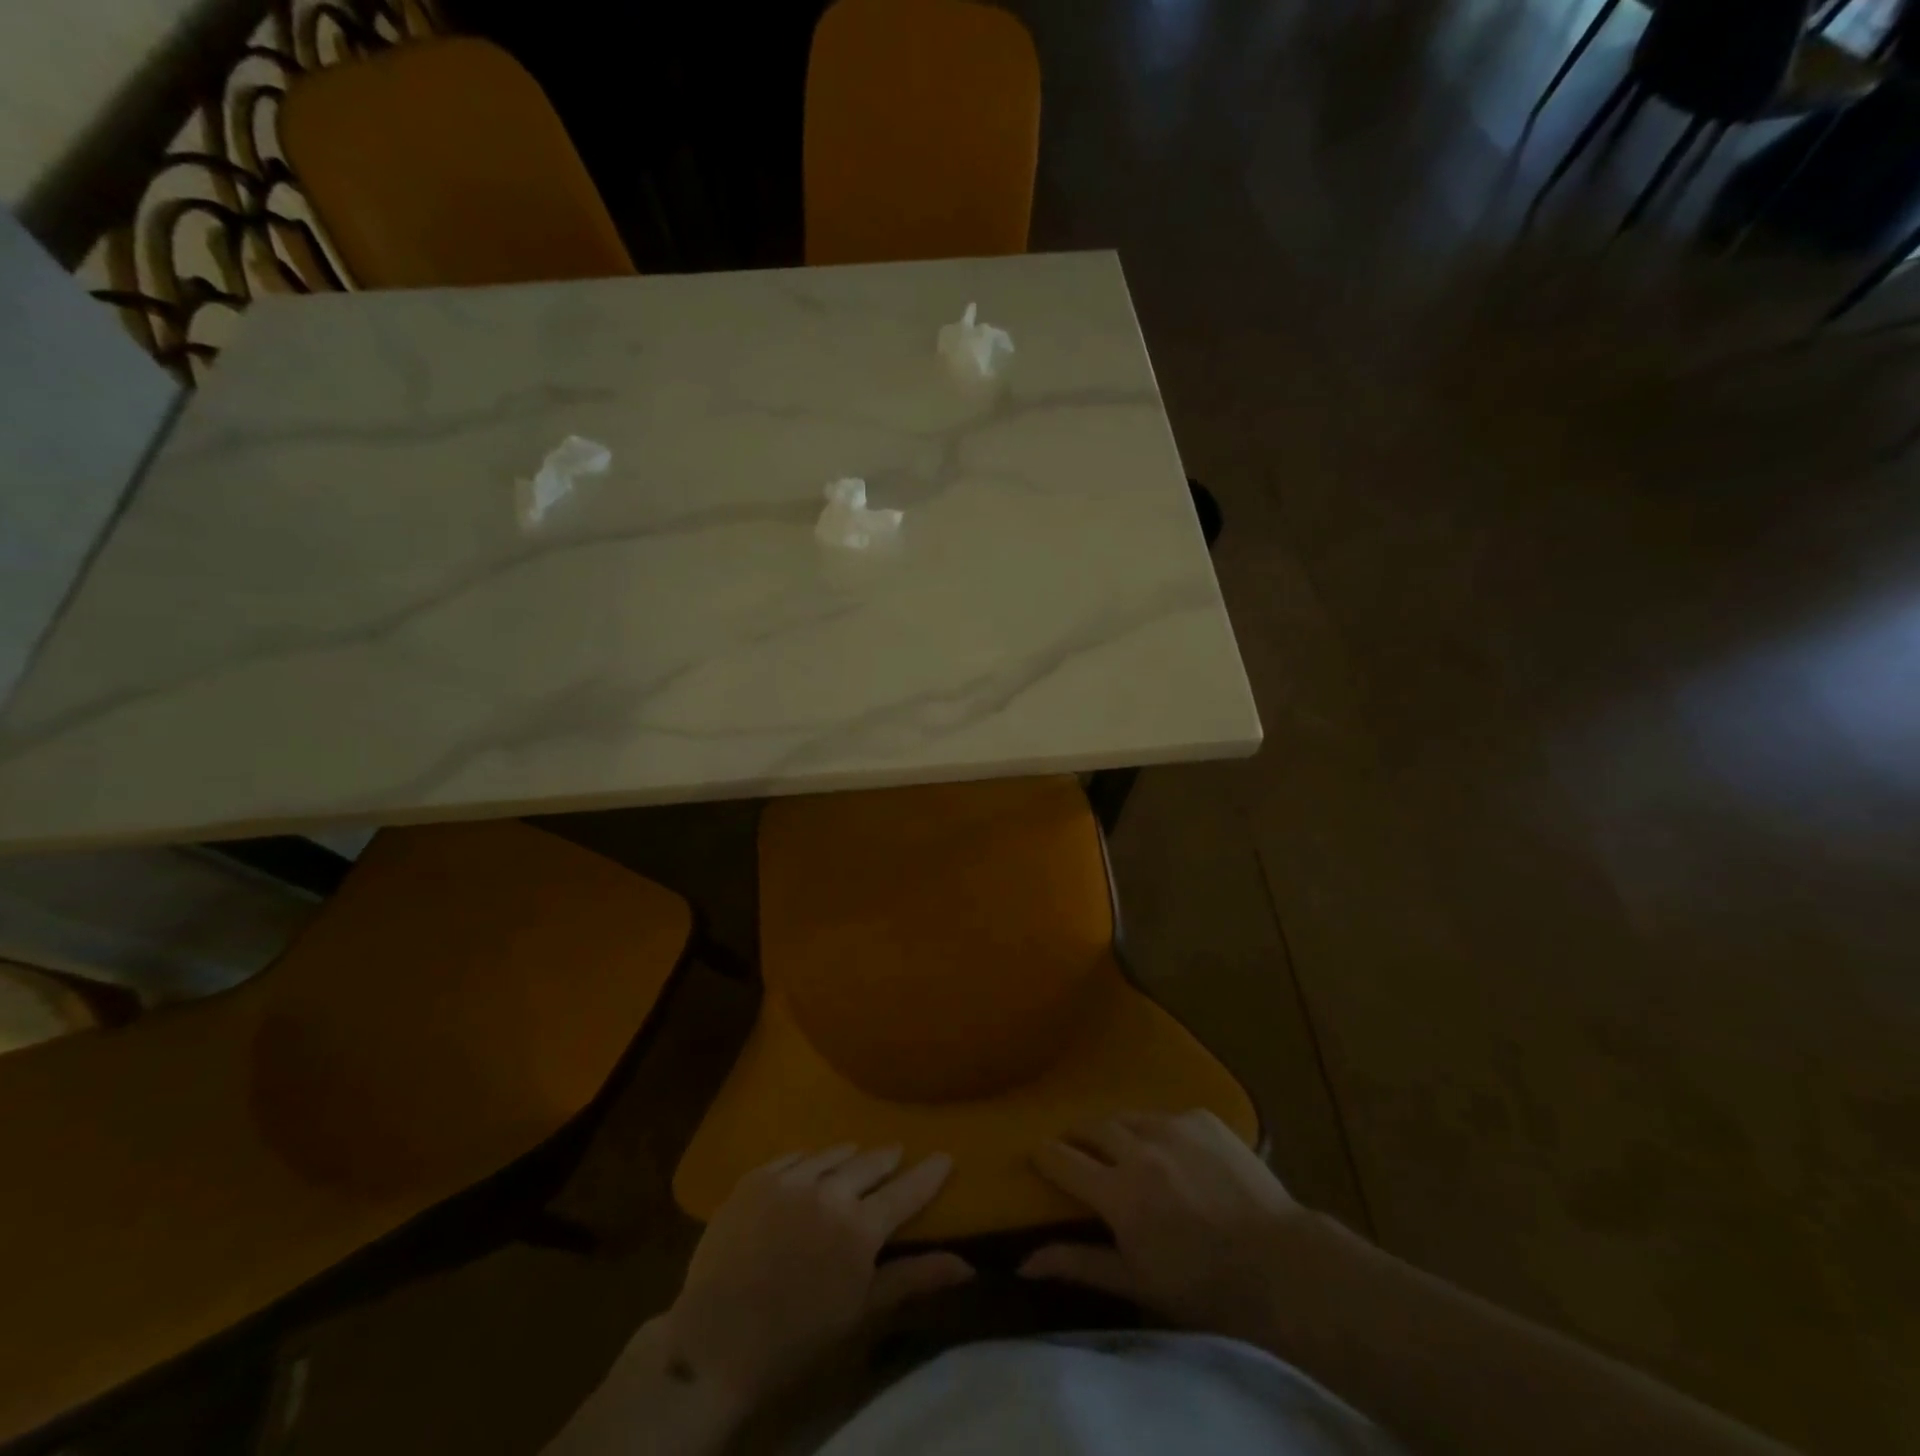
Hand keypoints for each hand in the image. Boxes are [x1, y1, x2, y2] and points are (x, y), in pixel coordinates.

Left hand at [664, 1145, 972, 1404]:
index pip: (905, 1191)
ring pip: (831, 1155)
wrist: (714, 1343)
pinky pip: (793, 1157)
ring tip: (856, 1156)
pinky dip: (810, 1159)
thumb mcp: (861, 1313)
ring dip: (849, 1157)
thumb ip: (912, 1279)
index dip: (929, 1173)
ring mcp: (789, 1180)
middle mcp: (829, 1191)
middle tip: (898, 1154)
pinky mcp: (756, 1178)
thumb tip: (965, 1263)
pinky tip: (811, 1164)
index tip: (945, 1155)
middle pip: (869, 1163)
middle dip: (888, 1159)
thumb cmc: (796, 1339)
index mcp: (859, 1227)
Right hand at [1019, 1109, 1312, 1342]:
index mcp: (1118, 1192)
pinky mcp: (1203, 1118)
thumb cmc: (1204, 1287)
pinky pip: (1167, 1115)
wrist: (1282, 1265)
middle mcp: (1139, 1148)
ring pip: (1128, 1116)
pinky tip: (1172, 1152)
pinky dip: (1159, 1130)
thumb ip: (1079, 1264)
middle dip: (1078, 1136)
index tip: (1036, 1153)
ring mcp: (1173, 1126)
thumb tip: (1024, 1261)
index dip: (1045, 1155)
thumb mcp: (1137, 1283)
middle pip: (1092, 1127)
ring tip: (1122, 1147)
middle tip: (1077, 1150)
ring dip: (1117, 1130)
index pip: (1063, 1160)